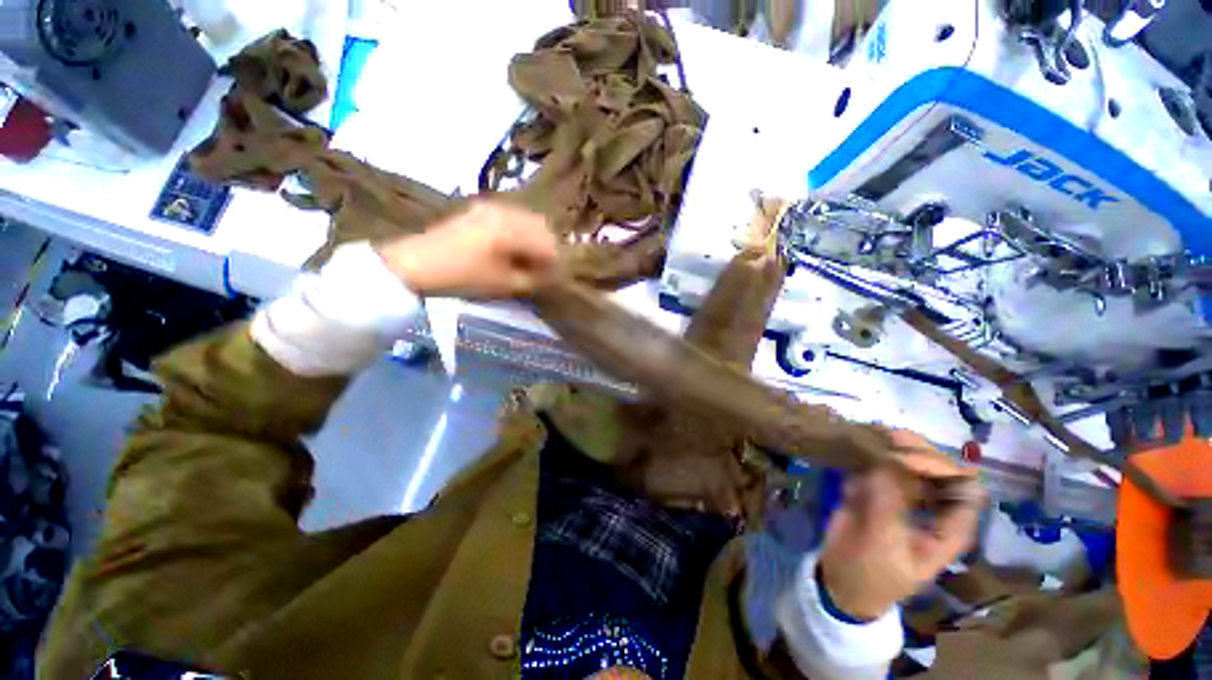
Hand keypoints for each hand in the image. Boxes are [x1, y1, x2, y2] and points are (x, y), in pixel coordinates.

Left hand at [376, 201, 558, 298]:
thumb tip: (557, 275)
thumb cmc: (463, 278)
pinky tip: (515, 248)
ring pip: (531, 220)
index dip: (556, 265)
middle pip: (544, 228)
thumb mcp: (505, 284)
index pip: (549, 245)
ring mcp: (493, 206)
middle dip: (549, 250)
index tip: (555, 280)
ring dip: (537, 240)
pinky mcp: (483, 207)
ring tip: (529, 260)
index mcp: (511, 230)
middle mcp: (506, 211)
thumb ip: (537, 278)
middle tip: (544, 270)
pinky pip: (515, 217)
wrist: (417, 264)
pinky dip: (523, 232)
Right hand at [819, 431, 984, 620]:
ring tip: (868, 433)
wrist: (841, 580)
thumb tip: (887, 463)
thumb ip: (889, 505)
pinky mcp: (876, 488)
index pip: (964, 486)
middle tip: (883, 436)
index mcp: (950, 527)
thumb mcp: (884, 546)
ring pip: (909, 460)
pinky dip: (870, 451)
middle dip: (913, 450)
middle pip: (937, 466)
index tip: (904, 459)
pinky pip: (879, 463)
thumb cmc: (873, 575)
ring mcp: (905, 495)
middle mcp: (933, 505)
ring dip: (891, 445)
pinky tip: (856, 443)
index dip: (940, 467)